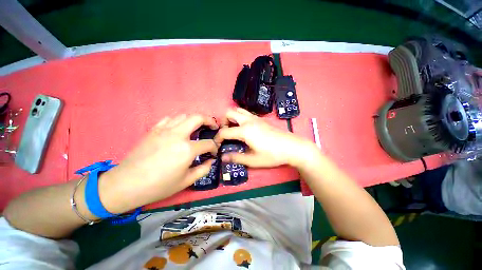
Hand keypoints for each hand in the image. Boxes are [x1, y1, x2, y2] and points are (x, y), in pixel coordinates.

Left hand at [99, 114, 217, 212]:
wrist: (126, 184)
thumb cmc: (158, 186)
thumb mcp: (186, 181)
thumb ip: (203, 169)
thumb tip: (211, 160)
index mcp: (187, 149)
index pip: (208, 143)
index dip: (214, 147)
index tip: (213, 151)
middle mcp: (178, 135)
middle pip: (198, 118)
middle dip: (210, 120)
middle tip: (213, 126)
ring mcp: (164, 130)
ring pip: (184, 116)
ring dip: (194, 120)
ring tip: (198, 127)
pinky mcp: (154, 130)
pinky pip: (169, 119)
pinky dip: (179, 121)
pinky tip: (179, 129)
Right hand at [215, 108, 317, 167]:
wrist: (292, 147)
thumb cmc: (273, 155)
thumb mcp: (253, 160)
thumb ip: (236, 158)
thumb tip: (223, 157)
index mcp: (245, 130)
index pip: (225, 131)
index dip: (217, 138)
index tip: (216, 144)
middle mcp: (248, 120)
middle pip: (229, 112)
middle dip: (223, 121)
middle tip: (226, 133)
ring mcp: (256, 118)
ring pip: (238, 110)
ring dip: (232, 117)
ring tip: (234, 129)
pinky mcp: (261, 119)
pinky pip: (246, 113)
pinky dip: (240, 118)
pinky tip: (244, 129)